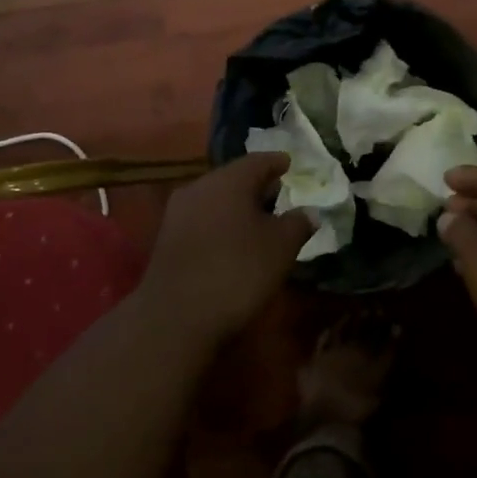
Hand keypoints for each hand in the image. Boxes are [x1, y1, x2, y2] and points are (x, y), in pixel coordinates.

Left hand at [140, 153, 314, 345]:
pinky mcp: (167, 238)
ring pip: (216, 198)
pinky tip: (234, 240)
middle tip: (279, 194)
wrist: (175, 317)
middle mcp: (200, 186)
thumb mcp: (281, 248)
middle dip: (257, 185)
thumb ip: (298, 224)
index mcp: (229, 180)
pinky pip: (203, 218)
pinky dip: (221, 222)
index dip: (278, 163)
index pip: (259, 160)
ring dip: (237, 205)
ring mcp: (178, 212)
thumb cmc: (237, 272)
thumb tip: (308, 212)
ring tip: (259, 220)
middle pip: (234, 178)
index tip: (290, 165)